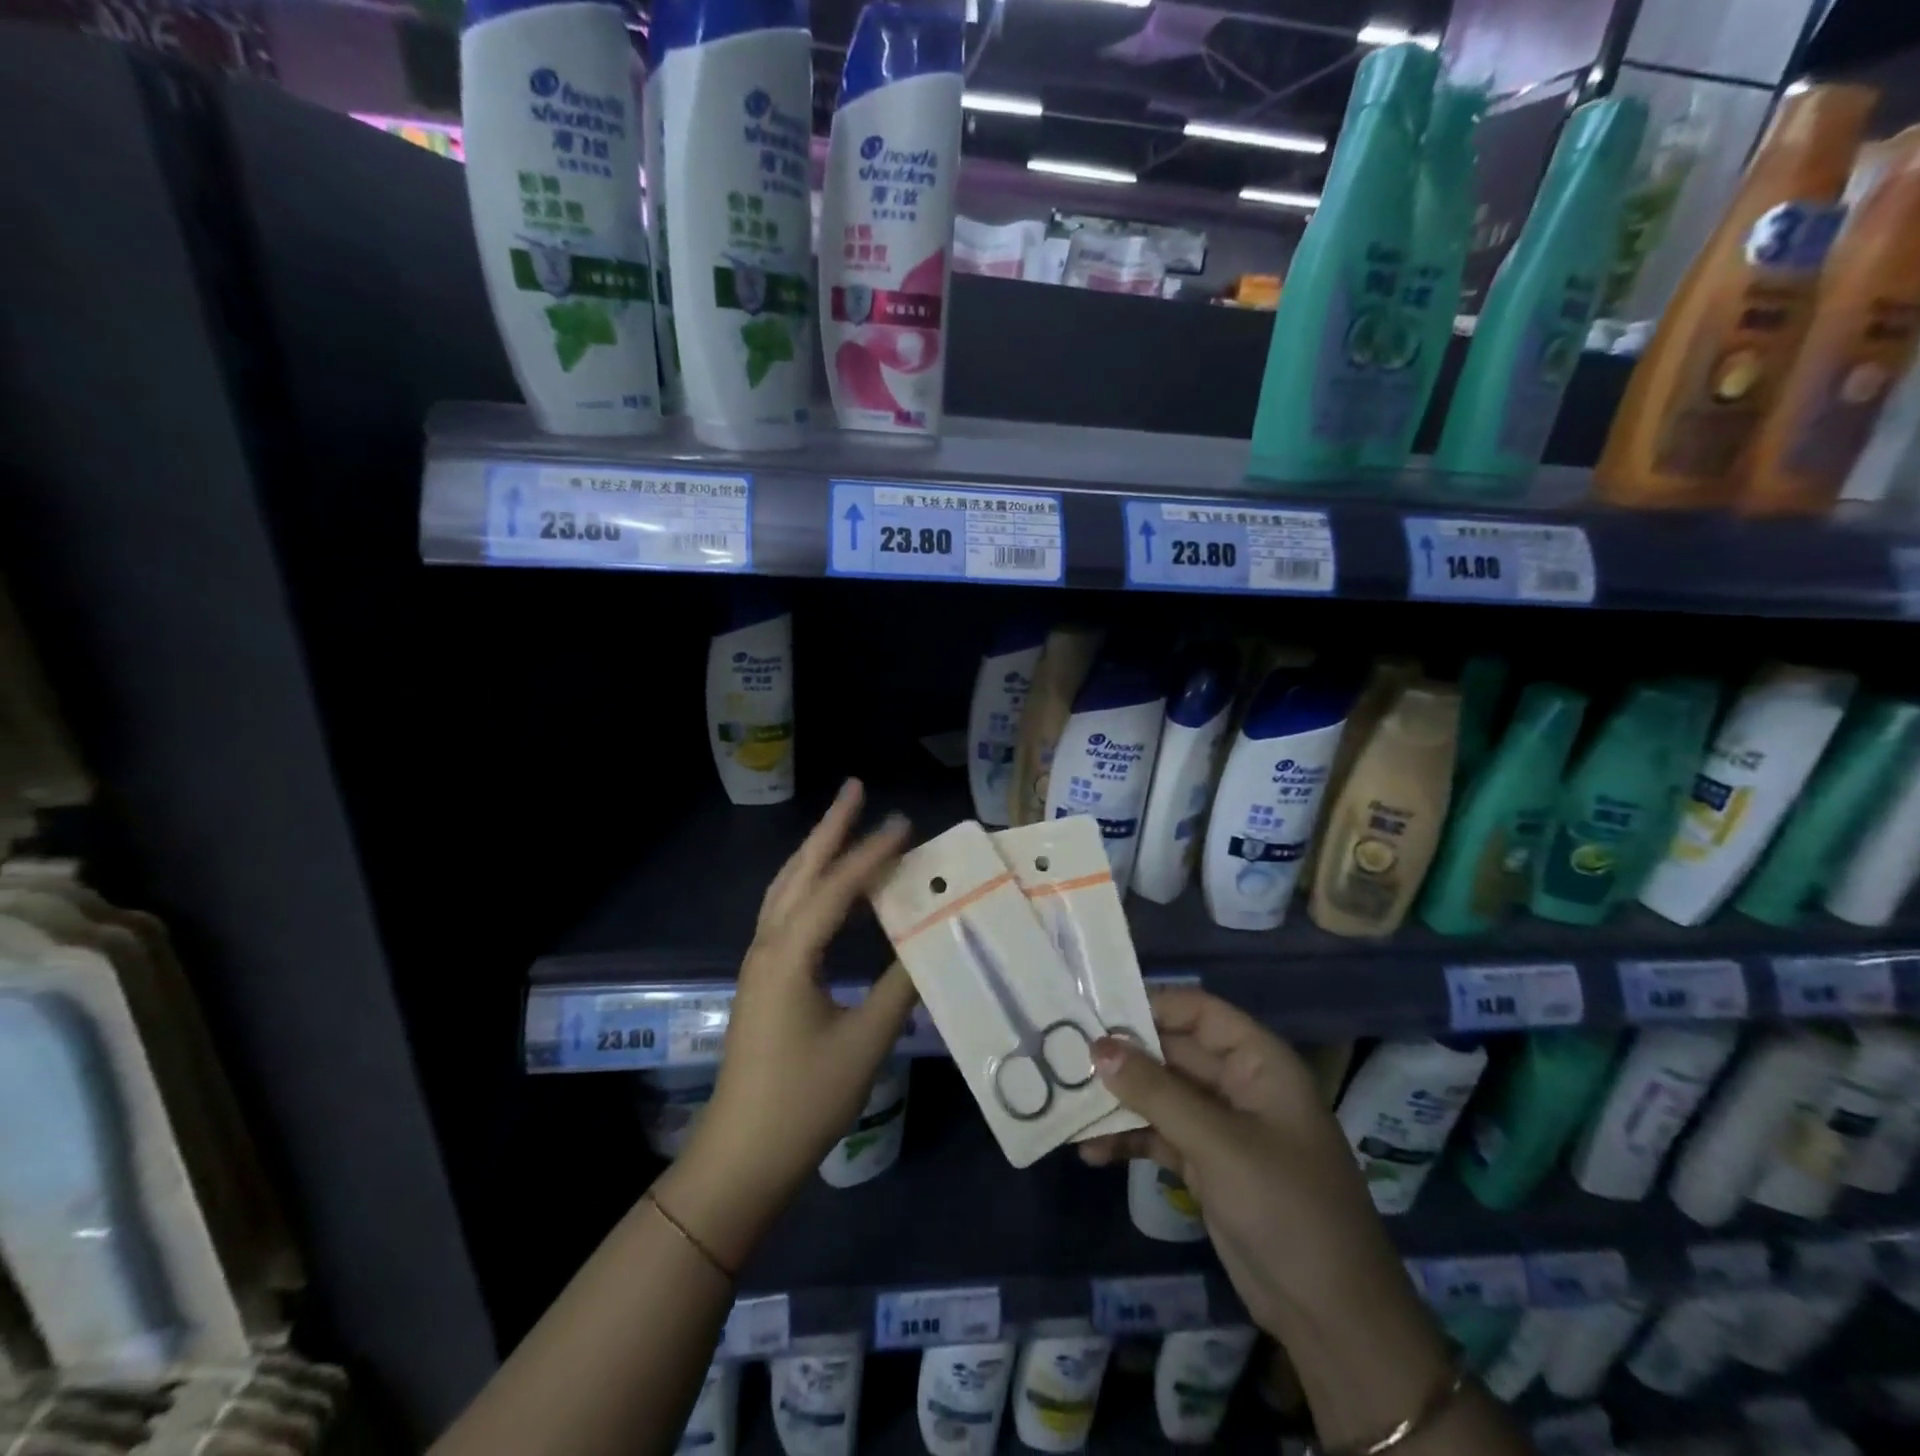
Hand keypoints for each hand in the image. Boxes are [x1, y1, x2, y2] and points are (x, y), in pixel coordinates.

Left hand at [658, 781, 914, 1267]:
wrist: (742, 1156)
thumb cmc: (803, 1099)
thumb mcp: (863, 1043)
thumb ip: (898, 988)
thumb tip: (931, 944)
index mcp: (789, 953)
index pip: (837, 887)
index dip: (872, 853)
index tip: (905, 823)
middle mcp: (768, 944)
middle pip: (800, 871)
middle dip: (829, 828)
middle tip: (855, 789)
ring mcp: (761, 961)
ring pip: (789, 889)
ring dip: (817, 853)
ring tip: (846, 825)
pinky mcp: (764, 978)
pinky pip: (789, 913)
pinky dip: (813, 886)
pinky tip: (834, 891)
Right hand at [1078, 988, 1422, 1339]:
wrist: (1334, 1319)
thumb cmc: (1286, 1209)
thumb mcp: (1218, 1144)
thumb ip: (1155, 1092)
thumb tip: (1098, 1047)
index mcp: (1259, 1063)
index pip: (1198, 1012)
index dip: (1150, 1006)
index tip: (1096, 1012)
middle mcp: (1240, 1085)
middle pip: (1173, 1051)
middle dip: (1123, 1056)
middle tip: (1065, 1056)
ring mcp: (1223, 1127)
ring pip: (1161, 1095)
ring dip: (1119, 1102)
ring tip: (1068, 1105)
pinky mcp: (1208, 1165)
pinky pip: (1160, 1135)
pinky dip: (1129, 1138)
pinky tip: (1090, 1150)